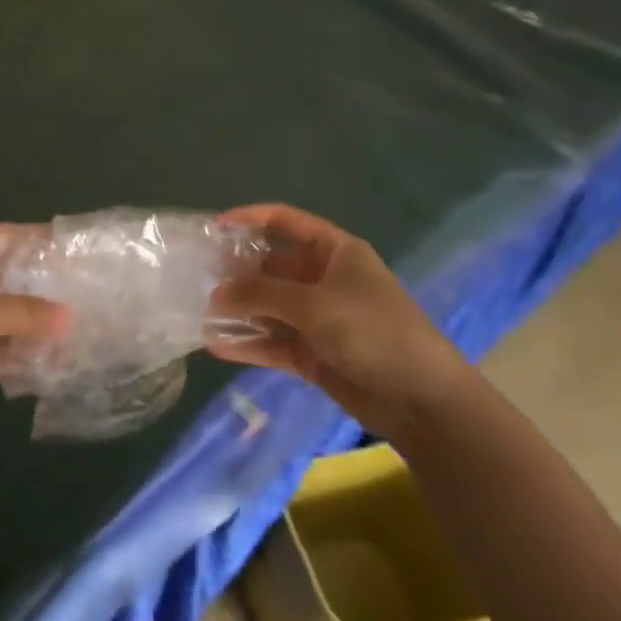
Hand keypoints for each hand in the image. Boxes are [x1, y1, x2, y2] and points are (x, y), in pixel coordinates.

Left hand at [0, 225, 68, 428]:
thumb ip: (21, 313)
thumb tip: (69, 316)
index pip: (0, 237)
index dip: (32, 238)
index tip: (69, 246)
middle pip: (5, 279)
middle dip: (39, 287)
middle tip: (83, 292)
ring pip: (3, 319)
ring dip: (31, 326)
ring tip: (76, 329)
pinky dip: (17, 357)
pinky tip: (50, 362)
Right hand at [206, 204, 474, 442]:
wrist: (423, 401)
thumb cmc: (372, 331)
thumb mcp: (314, 304)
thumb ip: (261, 294)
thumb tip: (216, 295)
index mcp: (334, 252)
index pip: (285, 222)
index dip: (249, 219)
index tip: (213, 228)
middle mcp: (324, 279)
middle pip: (271, 266)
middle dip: (237, 271)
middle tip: (197, 275)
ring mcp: (318, 318)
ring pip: (269, 306)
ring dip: (239, 309)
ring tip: (199, 310)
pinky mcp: (314, 353)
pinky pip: (273, 342)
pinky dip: (248, 344)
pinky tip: (215, 345)